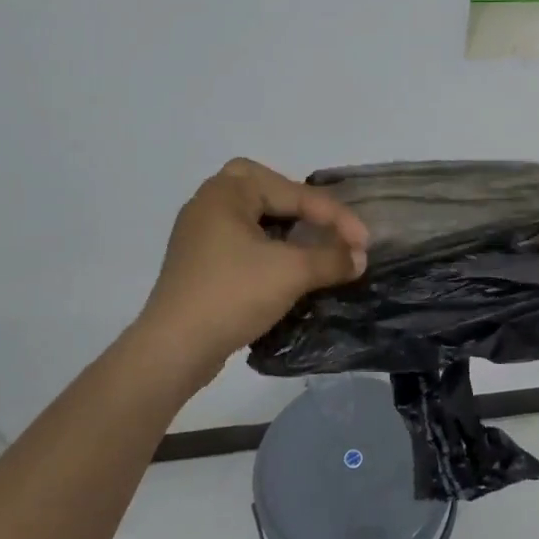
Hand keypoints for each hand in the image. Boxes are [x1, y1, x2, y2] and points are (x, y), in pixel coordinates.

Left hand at [134, 158, 369, 387]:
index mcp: (227, 192)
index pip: (293, 193)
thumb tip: (359, 257)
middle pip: (265, 188)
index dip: (335, 216)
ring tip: (311, 243)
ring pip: (252, 216)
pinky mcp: (198, 263)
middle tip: (324, 222)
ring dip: (284, 226)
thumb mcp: (291, 273)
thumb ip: (331, 259)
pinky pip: (241, 240)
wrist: (174, 349)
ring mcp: (199, 234)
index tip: (364, 241)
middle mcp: (209, 203)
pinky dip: (267, 246)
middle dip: (298, 202)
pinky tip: (285, 265)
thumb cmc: (232, 295)